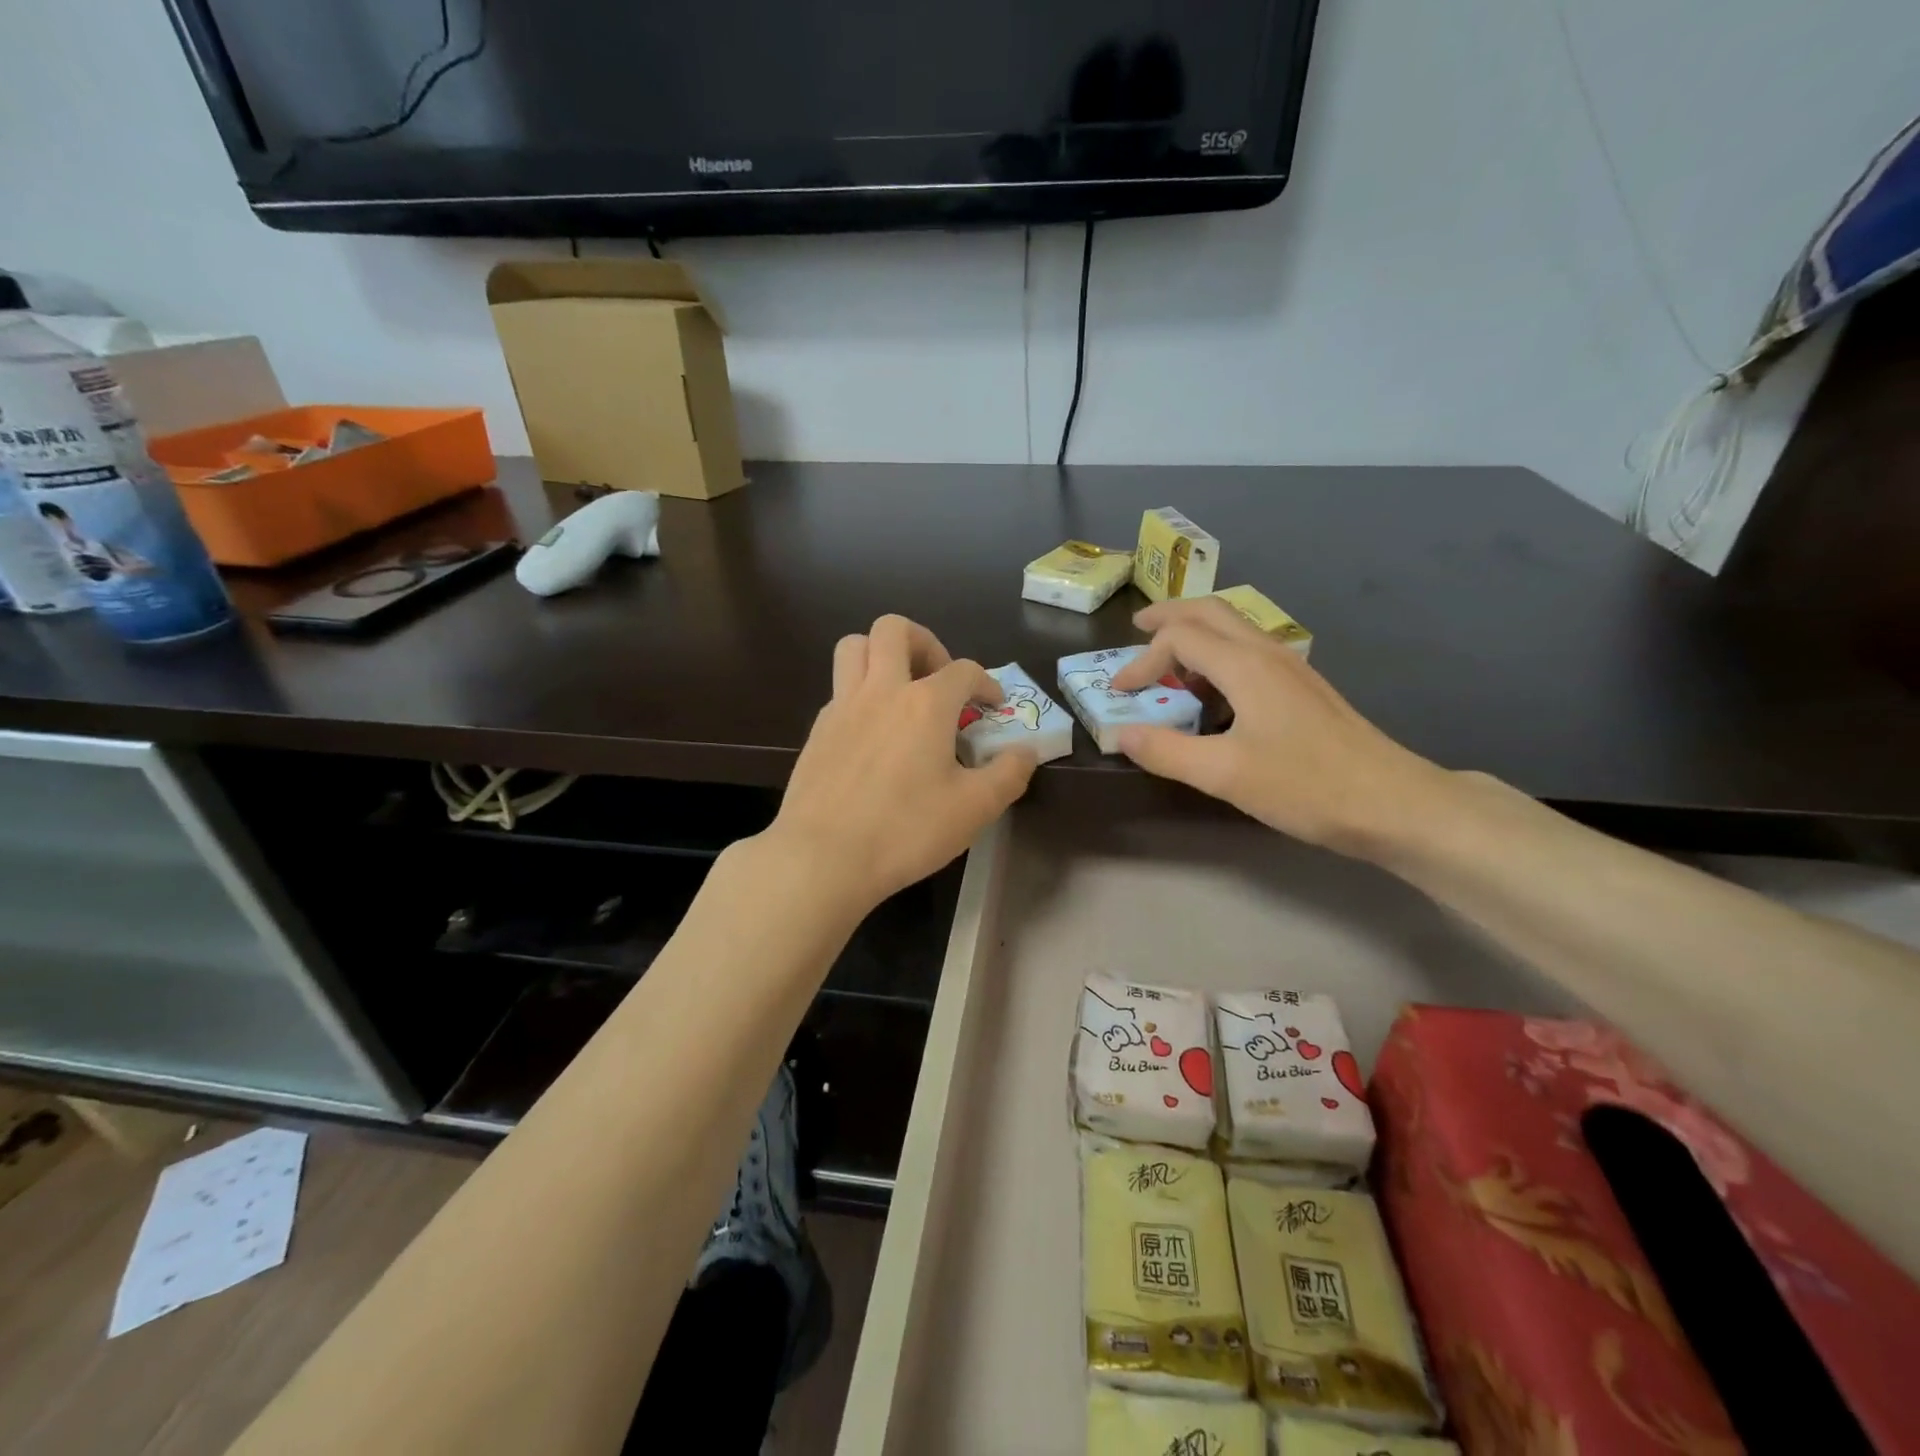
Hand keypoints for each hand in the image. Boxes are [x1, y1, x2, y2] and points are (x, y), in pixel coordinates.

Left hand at [764, 615, 1036, 910]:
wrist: (823, 857)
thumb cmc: (905, 830)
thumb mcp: (974, 809)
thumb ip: (1009, 774)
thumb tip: (1026, 751)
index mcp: (925, 704)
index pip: (964, 670)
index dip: (986, 683)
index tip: (993, 706)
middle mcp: (881, 690)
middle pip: (894, 630)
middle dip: (924, 642)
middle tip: (938, 679)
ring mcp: (842, 707)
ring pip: (854, 647)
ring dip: (881, 654)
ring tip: (901, 690)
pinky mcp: (818, 730)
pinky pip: (839, 688)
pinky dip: (861, 694)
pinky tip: (873, 733)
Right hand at [1109, 598, 1447, 852]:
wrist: (1394, 803)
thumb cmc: (1306, 786)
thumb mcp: (1223, 774)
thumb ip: (1166, 751)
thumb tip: (1121, 734)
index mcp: (1245, 665)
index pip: (1179, 638)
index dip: (1142, 660)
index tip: (1120, 693)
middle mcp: (1268, 654)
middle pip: (1211, 612)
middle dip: (1169, 616)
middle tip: (1137, 629)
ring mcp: (1291, 669)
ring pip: (1234, 629)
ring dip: (1195, 634)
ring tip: (1168, 662)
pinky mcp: (1304, 690)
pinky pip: (1250, 652)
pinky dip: (1218, 655)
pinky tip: (1214, 692)